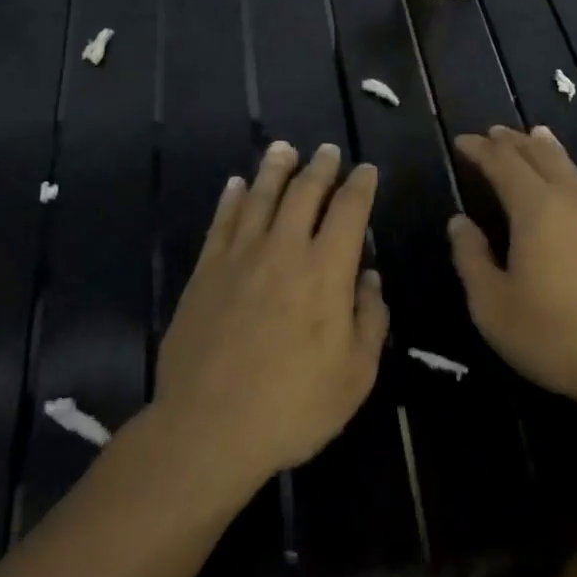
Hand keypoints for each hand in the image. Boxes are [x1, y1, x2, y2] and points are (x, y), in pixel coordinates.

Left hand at [153, 141, 387, 488]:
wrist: (209, 427)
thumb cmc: (293, 405)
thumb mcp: (356, 375)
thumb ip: (370, 320)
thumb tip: (370, 279)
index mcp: (326, 271)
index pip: (349, 211)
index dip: (360, 186)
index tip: (366, 170)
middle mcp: (284, 250)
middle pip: (304, 192)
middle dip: (320, 167)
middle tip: (327, 151)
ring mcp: (240, 257)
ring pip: (259, 196)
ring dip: (274, 169)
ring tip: (283, 149)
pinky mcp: (206, 271)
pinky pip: (221, 222)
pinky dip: (231, 198)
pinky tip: (235, 185)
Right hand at [449, 126, 576, 422]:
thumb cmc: (555, 336)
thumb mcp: (493, 306)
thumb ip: (471, 258)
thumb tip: (459, 222)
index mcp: (536, 208)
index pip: (503, 163)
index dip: (480, 150)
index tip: (462, 141)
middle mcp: (571, 200)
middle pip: (539, 155)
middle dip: (512, 141)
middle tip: (493, 133)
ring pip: (569, 168)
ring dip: (544, 150)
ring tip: (533, 137)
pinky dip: (568, 172)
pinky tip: (569, 185)